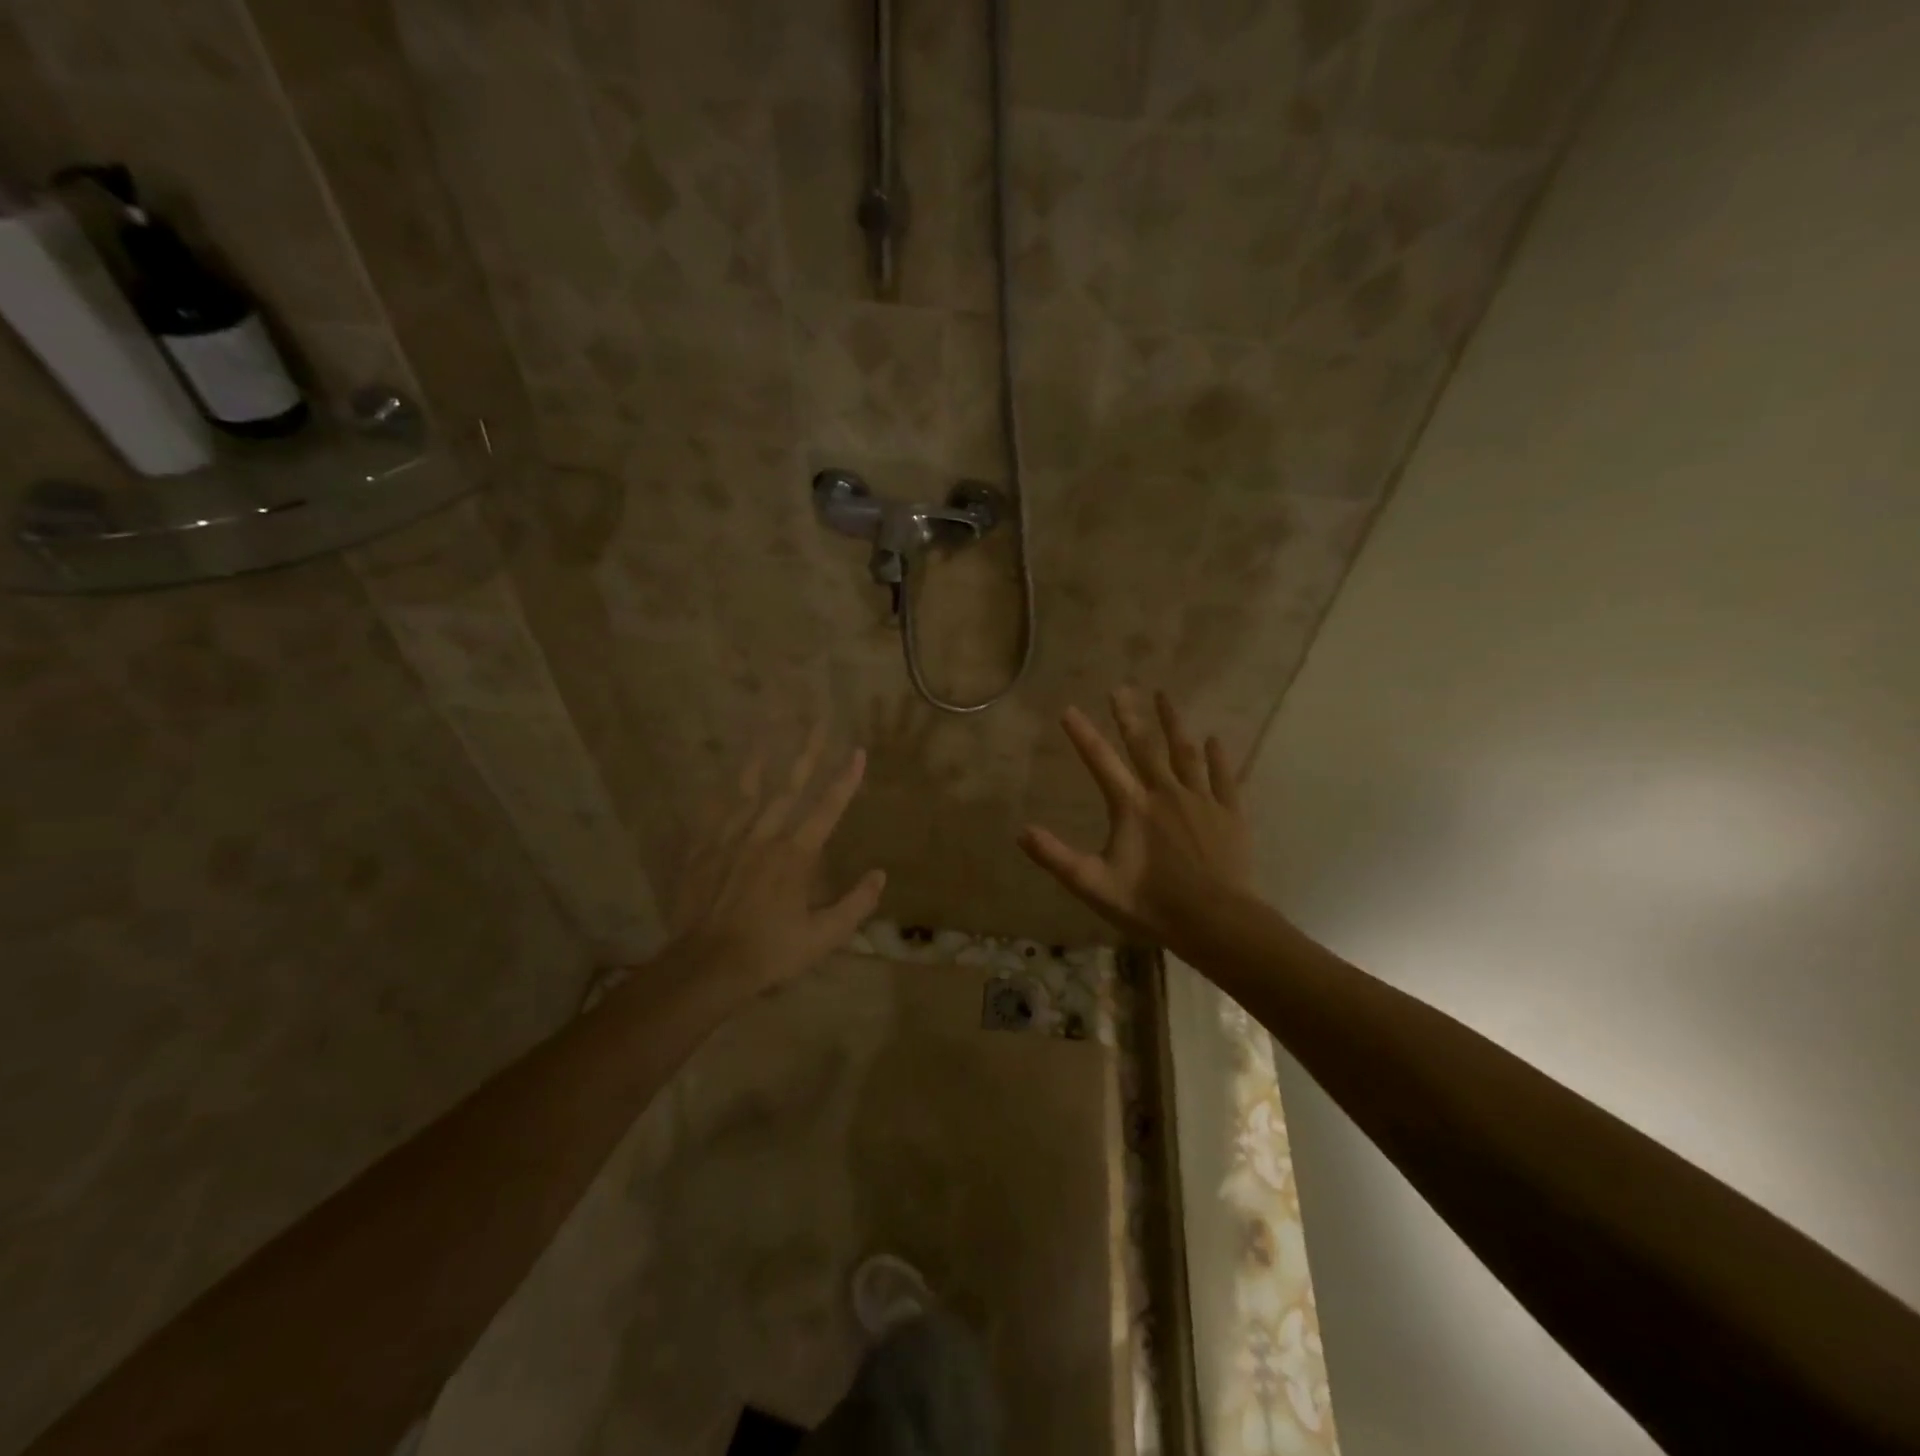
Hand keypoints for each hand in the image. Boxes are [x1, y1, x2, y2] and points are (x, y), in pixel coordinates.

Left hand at [666, 727, 885, 997]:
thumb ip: (856, 904)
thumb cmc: (771, 952)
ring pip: (750, 790)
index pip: (828, 808)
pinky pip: (715, 813)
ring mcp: (731, 840)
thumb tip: (880, 875)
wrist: (707, 966)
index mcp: (796, 855)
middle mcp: (765, 837)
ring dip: (763, 757)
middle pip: (790, 786)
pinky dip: (723, 793)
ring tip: (768, 725)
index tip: (858, 751)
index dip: (845, 779)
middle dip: (808, 751)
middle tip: (818, 719)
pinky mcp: (704, 851)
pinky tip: (726, 777)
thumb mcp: (824, 937)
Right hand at [1021, 689, 1251, 948]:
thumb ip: (1056, 857)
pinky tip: (1215, 738)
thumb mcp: (1094, 885)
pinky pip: (1223, 777)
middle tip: (1121, 689)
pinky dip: (1218, 756)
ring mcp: (1201, 800)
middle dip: (1129, 716)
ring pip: (1185, 752)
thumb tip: (1021, 832)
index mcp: (1132, 807)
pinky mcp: (1229, 814)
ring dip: (1173, 723)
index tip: (1069, 709)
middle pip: (1144, 746)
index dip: (1083, 735)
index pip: (1101, 762)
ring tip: (1164, 696)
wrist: (1216, 922)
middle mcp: (1166, 793)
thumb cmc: (1152, 904)